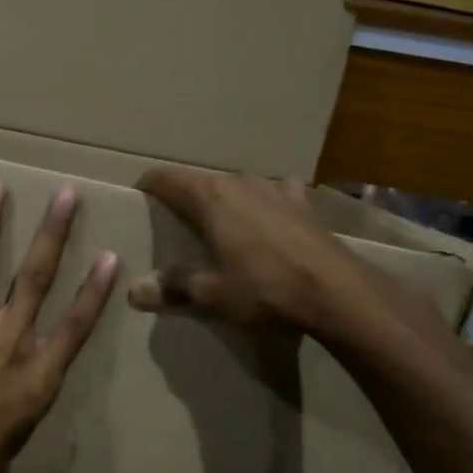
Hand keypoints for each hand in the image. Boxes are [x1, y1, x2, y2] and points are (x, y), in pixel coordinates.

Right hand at [128, 168, 406, 347]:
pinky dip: (264, 204)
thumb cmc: (264, 288)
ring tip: (219, 228)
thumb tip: (134, 290)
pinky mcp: (303, 203)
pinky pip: (274, 195)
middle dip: (184, 200)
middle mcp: (238, 181)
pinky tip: (269, 221)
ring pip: (236, 187)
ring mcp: (274, 188)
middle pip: (199, 182)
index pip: (164, 178)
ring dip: (224, 202)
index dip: (146, 188)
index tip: (137, 203)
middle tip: (174, 228)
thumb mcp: (210, 294)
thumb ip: (171, 286)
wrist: (337, 292)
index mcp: (208, 196)